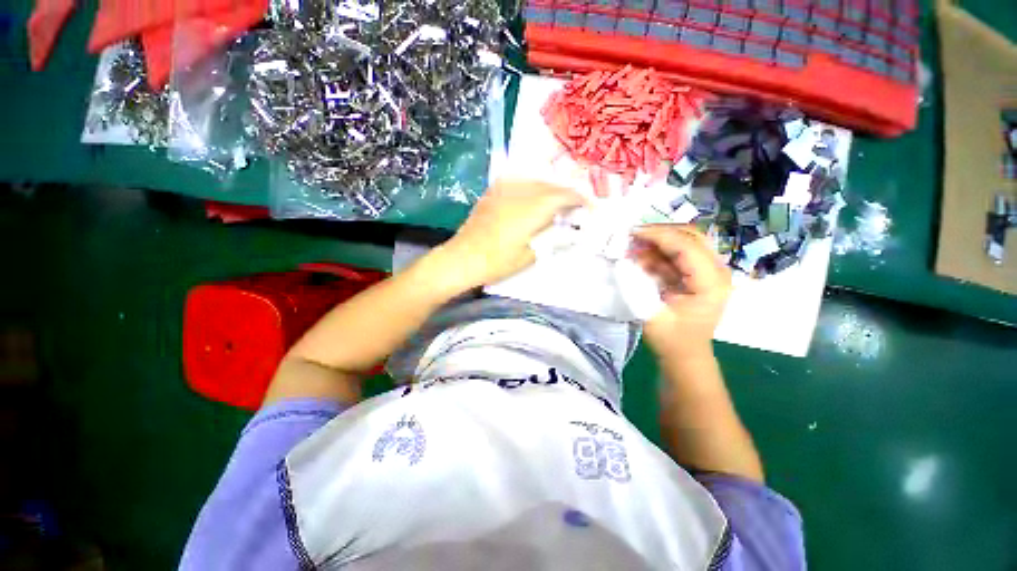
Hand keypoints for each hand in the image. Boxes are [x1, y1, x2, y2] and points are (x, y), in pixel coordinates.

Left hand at [442, 179, 585, 286]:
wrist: (463, 258)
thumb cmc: (498, 262)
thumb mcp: (531, 255)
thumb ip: (553, 239)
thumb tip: (571, 231)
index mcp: (533, 207)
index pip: (564, 195)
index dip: (581, 200)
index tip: (591, 209)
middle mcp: (521, 191)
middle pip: (551, 185)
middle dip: (567, 194)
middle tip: (577, 207)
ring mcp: (505, 189)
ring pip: (536, 181)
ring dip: (551, 189)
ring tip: (558, 203)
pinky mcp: (494, 192)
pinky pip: (520, 182)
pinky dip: (533, 188)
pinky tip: (534, 198)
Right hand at [631, 225, 731, 356]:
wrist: (686, 354)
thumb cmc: (672, 340)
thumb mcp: (651, 316)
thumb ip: (637, 287)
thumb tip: (625, 260)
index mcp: (710, 283)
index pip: (686, 246)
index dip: (658, 235)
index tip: (632, 233)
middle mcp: (716, 271)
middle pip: (690, 236)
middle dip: (659, 232)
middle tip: (632, 236)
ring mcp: (709, 271)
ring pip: (684, 240)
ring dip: (657, 241)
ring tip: (633, 247)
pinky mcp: (699, 273)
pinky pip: (678, 253)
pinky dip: (658, 252)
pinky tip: (641, 258)